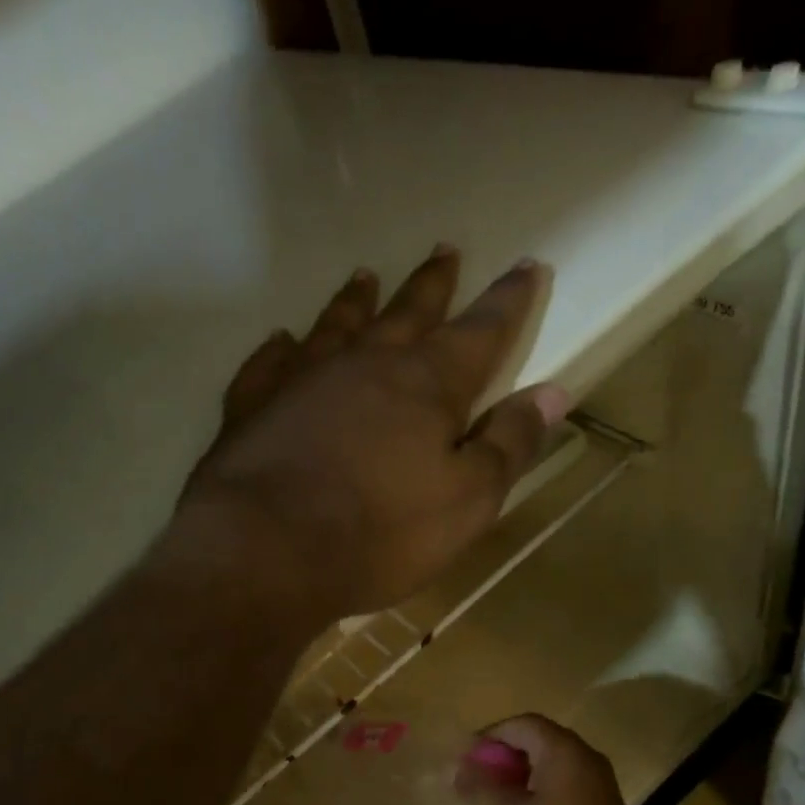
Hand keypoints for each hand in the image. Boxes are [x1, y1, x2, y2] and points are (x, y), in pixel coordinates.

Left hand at [180, 246, 570, 621]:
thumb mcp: (466, 502)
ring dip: (355, 301)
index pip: (480, 332)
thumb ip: (508, 445)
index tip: (528, 266)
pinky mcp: (252, 407)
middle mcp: (366, 366)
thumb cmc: (380, 534)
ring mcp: (302, 380)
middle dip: (432, 285)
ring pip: (336, 326)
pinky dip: (279, 349)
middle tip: (444, 251)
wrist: (267, 552)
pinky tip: (281, 341)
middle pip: (407, 314)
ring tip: (365, 276)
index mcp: (427, 386)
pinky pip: (268, 364)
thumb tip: (553, 393)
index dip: (507, 301)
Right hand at [456, 714, 644, 804]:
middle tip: (477, 779)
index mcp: (564, 751)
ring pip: (551, 764)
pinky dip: (539, 790)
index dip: (490, 736)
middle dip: (503, 756)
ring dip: (520, 774)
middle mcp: (585, 758)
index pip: (522, 725)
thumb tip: (459, 770)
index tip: (466, 758)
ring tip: (494, 799)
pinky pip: (565, 784)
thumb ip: (480, 790)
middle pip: (538, 741)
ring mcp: (599, 783)